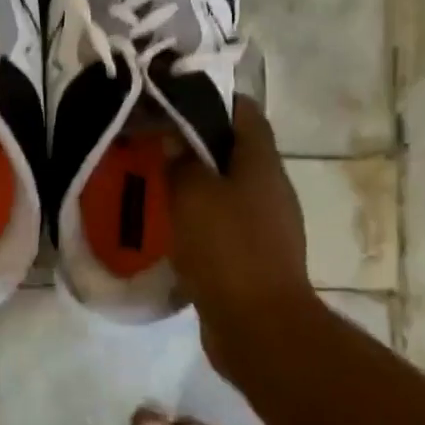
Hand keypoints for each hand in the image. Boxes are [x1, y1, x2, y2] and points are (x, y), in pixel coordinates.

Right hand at [167, 96, 311, 368]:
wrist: (258, 326)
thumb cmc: (226, 249)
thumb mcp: (192, 194)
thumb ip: (180, 160)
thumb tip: (173, 141)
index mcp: (261, 163)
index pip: (244, 112)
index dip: (212, 99)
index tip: (173, 98)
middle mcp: (270, 188)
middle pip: (234, 149)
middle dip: (195, 142)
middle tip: (154, 140)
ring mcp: (266, 224)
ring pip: (226, 187)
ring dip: (195, 182)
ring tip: (154, 180)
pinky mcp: (253, 255)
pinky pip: (223, 222)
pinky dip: (198, 217)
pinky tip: (168, 224)